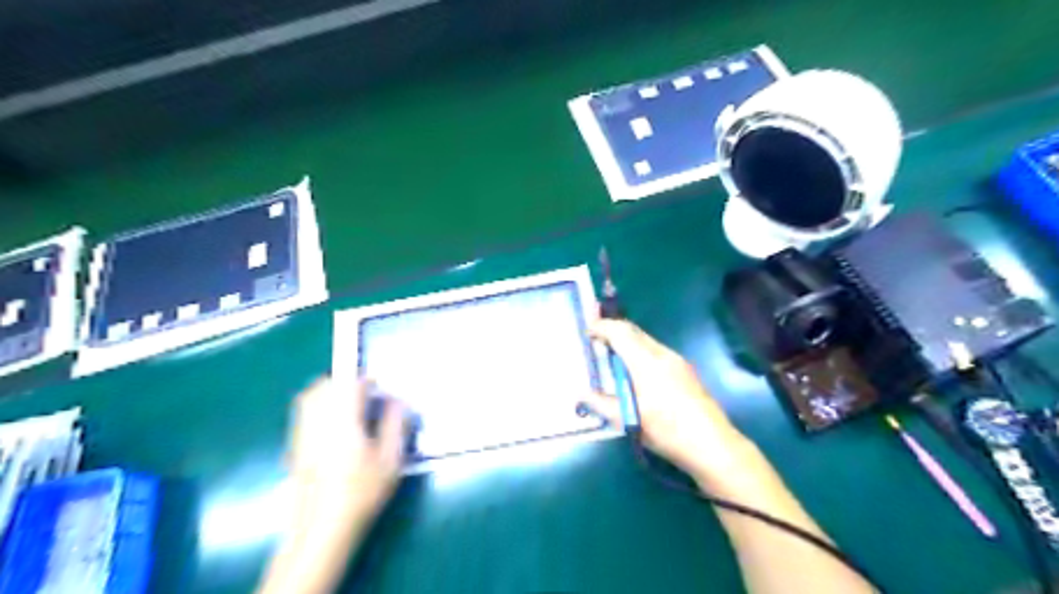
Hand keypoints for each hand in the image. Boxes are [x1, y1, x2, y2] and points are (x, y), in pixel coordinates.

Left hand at [288, 377, 405, 515]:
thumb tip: (397, 401)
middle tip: (364, 394)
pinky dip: (318, 407)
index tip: (380, 390)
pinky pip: (303, 413)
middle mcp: (317, 421)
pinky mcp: (295, 447)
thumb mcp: (391, 458)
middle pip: (324, 385)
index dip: (366, 380)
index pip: (350, 384)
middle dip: (345, 382)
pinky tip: (334, 425)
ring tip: (349, 405)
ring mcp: (302, 434)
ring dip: (329, 392)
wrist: (322, 527)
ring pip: (309, 397)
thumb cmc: (362, 491)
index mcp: (343, 420)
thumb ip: (395, 424)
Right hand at [579, 317, 751, 478]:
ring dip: (627, 343)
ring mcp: (677, 361)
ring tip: (612, 359)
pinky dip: (640, 353)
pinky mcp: (685, 371)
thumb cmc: (666, 430)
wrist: (712, 444)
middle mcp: (662, 354)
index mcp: (646, 361)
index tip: (587, 331)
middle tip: (596, 342)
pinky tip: (636, 374)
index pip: (620, 332)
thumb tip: (581, 395)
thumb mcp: (628, 420)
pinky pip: (656, 352)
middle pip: (634, 331)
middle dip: (613, 331)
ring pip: (646, 341)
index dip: (602, 327)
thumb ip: (601, 404)